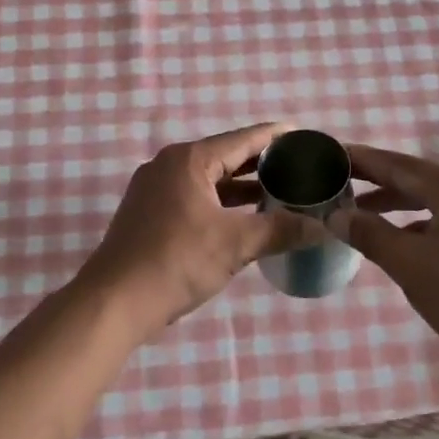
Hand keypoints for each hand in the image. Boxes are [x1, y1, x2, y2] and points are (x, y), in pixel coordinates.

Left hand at [80, 122, 314, 336]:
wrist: (114, 302)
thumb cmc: (176, 262)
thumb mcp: (235, 245)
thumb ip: (280, 230)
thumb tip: (324, 228)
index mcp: (190, 160)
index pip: (243, 139)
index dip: (275, 137)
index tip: (304, 136)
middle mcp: (170, 164)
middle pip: (225, 156)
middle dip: (261, 163)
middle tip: (299, 167)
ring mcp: (155, 188)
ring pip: (209, 179)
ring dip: (241, 186)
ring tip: (279, 192)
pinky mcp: (149, 211)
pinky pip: (194, 195)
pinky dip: (221, 201)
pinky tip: (243, 217)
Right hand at [338, 143, 438, 371]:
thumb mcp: (410, 266)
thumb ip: (370, 235)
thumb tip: (335, 216)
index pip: (400, 165)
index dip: (363, 160)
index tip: (332, 153)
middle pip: (417, 178)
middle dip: (377, 182)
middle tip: (339, 180)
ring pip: (434, 199)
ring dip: (398, 203)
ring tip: (361, 210)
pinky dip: (421, 221)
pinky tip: (401, 237)